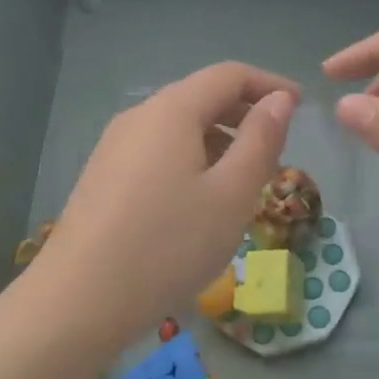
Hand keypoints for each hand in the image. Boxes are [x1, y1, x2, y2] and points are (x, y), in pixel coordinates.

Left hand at [37, 63, 298, 334]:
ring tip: (244, 181)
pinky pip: (158, 151)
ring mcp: (115, 146)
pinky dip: (191, 159)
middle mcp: (139, 116)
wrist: (77, 302)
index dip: (269, 84)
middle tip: (278, 148)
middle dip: (245, 114)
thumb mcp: (232, 194)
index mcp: (172, 110)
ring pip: (179, 127)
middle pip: (201, 97)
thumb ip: (261, 140)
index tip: (301, 106)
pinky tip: (200, 201)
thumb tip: (280, 99)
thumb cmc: (168, 245)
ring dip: (219, 140)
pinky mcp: (103, 176)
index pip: (229, 75)